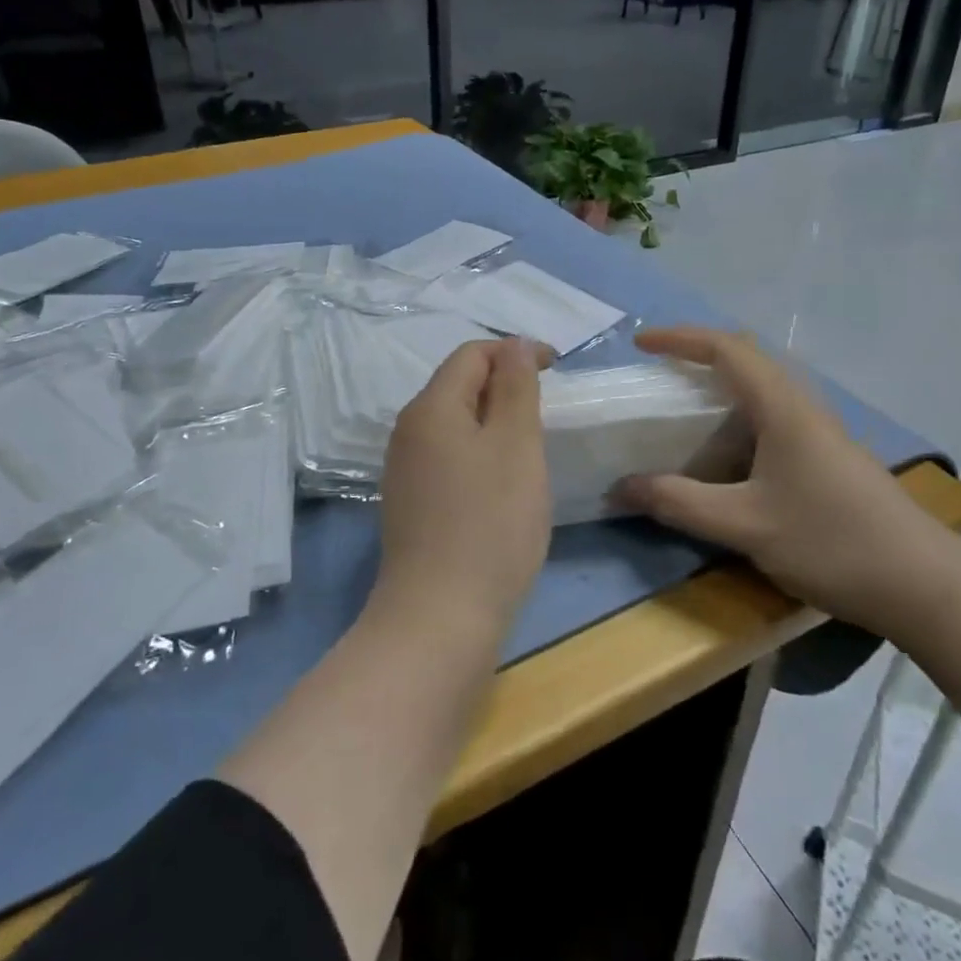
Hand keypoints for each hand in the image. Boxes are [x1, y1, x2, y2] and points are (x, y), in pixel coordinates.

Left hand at [377, 337, 553, 625]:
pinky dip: (478, 452)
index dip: (514, 352)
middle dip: (503, 385)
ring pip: (453, 423)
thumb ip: (516, 387)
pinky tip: (500, 483)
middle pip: (457, 385)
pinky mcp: (409, 504)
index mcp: (430, 407)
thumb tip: (514, 344)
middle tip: (546, 408)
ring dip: (492, 420)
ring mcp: (403, 470)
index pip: (471, 354)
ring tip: (529, 444)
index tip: (556, 368)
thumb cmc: (490, 522)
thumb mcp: (516, 445)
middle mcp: (407, 431)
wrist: (440, 616)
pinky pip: (447, 456)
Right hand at [613, 326, 948, 632]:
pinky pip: (772, 418)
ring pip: (762, 389)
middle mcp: (802, 408)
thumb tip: (621, 488)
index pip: (726, 349)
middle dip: (698, 356)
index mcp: (782, 408)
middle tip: (659, 373)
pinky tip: (725, 456)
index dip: (680, 339)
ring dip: (720, 387)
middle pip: (747, 359)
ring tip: (682, 410)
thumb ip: (679, 503)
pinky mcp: (829, 457)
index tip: (641, 343)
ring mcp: (820, 432)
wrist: (926, 586)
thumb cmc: (832, 542)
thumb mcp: (745, 524)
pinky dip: (737, 419)